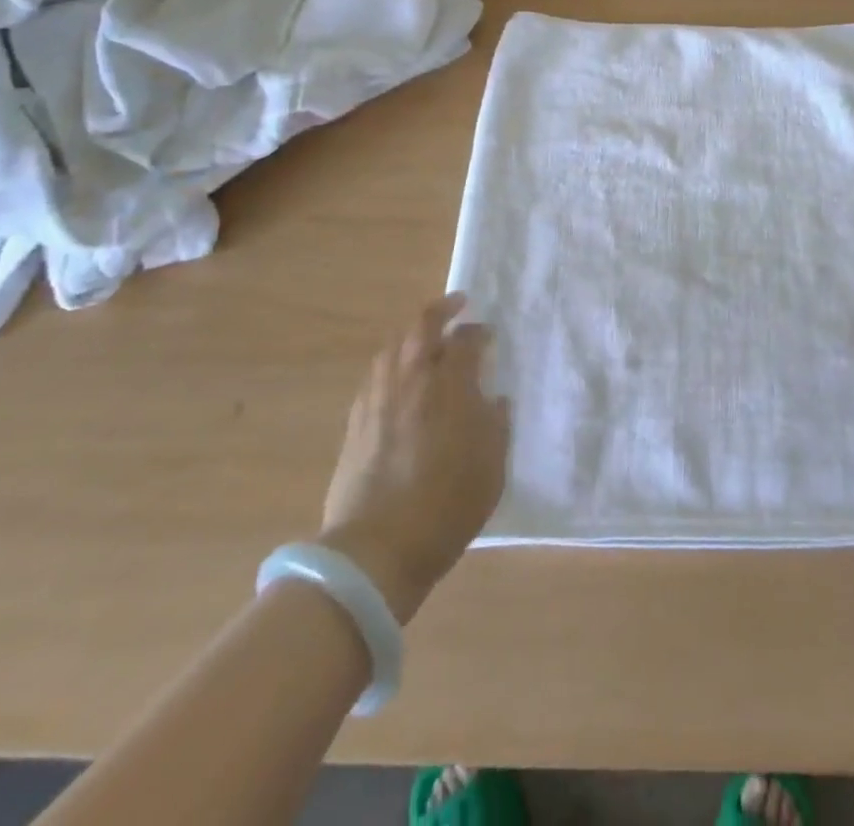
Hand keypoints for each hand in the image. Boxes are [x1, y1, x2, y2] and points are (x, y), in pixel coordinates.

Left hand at [318, 294, 510, 624]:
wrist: (377, 549)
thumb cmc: (447, 506)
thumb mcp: (492, 466)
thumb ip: (496, 424)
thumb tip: (494, 399)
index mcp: (449, 386)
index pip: (466, 341)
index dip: (479, 333)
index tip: (488, 335)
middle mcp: (411, 380)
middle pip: (422, 327)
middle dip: (441, 310)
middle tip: (457, 305)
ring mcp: (378, 398)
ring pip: (393, 347)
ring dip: (412, 334)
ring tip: (427, 336)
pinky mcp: (356, 421)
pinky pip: (375, 374)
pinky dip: (391, 362)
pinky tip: (399, 376)